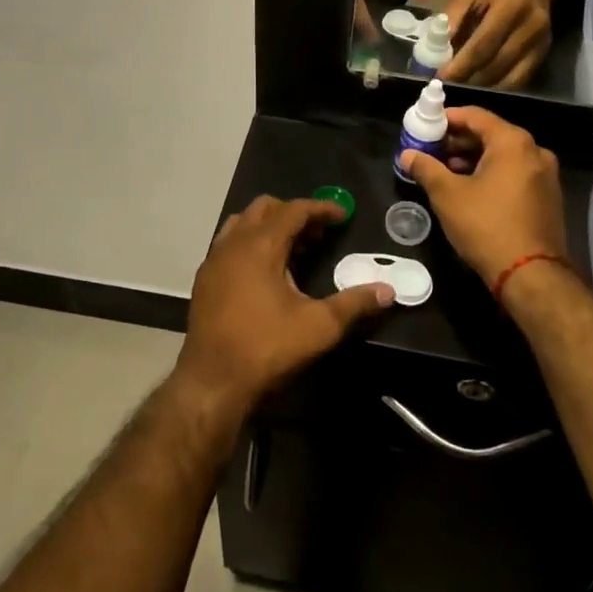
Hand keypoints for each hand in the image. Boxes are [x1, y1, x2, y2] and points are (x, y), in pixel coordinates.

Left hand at [174, 197, 392, 419]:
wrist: (212, 383)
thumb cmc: (267, 348)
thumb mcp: (319, 326)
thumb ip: (354, 303)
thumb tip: (388, 290)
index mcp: (260, 245)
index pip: (294, 209)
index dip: (321, 208)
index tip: (343, 215)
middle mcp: (234, 243)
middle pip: (265, 208)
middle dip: (294, 214)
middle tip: (318, 235)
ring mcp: (214, 259)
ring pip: (243, 223)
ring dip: (269, 227)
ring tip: (293, 251)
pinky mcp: (204, 279)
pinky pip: (229, 244)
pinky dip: (250, 243)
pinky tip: (265, 273)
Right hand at [401, 107, 566, 286]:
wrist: (531, 276)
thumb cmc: (486, 226)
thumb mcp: (448, 195)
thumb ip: (426, 168)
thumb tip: (407, 155)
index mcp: (513, 142)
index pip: (476, 116)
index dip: (447, 118)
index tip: (426, 126)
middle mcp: (535, 151)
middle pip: (491, 134)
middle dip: (459, 140)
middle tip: (432, 150)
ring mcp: (545, 175)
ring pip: (503, 156)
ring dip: (474, 158)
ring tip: (446, 171)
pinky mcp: (547, 197)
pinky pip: (515, 173)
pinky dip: (492, 173)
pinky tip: (470, 188)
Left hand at [438, 0, 553, 86]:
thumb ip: (453, 16)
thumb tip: (436, 47)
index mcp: (512, 5)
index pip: (483, 44)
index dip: (460, 65)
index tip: (440, 78)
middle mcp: (532, 26)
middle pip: (497, 64)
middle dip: (468, 79)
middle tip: (446, 87)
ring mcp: (541, 42)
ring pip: (510, 79)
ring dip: (482, 87)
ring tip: (459, 89)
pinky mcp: (544, 53)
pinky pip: (520, 80)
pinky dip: (498, 87)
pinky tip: (479, 86)